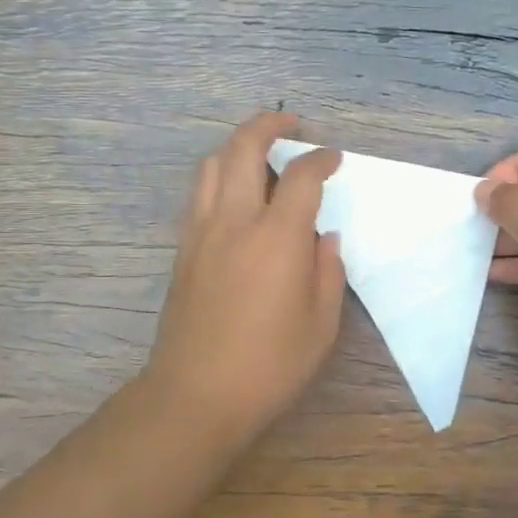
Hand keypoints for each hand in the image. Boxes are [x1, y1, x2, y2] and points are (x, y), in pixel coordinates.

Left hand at [142, 111, 345, 427]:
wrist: (196, 394)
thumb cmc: (269, 365)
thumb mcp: (321, 325)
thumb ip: (327, 271)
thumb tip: (323, 238)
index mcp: (276, 237)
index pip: (301, 176)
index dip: (321, 159)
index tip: (333, 158)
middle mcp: (235, 221)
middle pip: (244, 147)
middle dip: (269, 124)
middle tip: (291, 123)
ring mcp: (202, 232)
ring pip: (213, 165)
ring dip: (238, 146)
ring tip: (261, 153)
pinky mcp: (183, 249)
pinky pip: (201, 194)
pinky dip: (220, 176)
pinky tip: (237, 195)